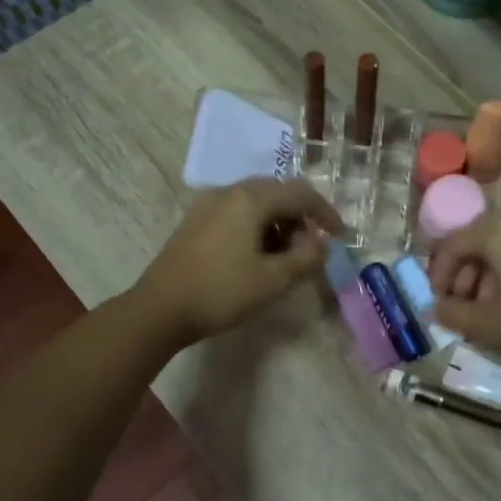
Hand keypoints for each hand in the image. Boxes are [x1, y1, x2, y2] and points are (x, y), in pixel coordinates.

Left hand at [130, 180, 342, 348]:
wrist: (160, 308)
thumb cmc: (221, 292)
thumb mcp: (272, 279)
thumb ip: (305, 258)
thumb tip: (322, 244)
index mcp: (250, 199)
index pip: (300, 194)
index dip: (325, 213)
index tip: (340, 236)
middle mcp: (229, 192)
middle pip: (277, 193)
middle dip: (300, 217)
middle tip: (310, 248)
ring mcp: (208, 205)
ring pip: (256, 202)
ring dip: (278, 223)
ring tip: (285, 257)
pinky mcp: (195, 221)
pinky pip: (236, 213)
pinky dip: (256, 227)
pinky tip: (256, 256)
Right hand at [427, 212, 500, 378]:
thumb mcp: (490, 324)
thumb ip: (454, 313)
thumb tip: (434, 309)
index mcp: (500, 230)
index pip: (454, 242)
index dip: (439, 272)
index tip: (436, 300)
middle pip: (479, 241)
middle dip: (463, 275)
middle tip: (458, 307)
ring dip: (486, 276)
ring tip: (484, 311)